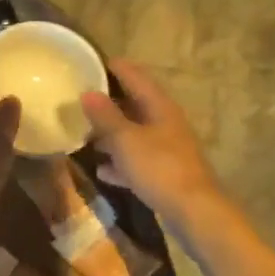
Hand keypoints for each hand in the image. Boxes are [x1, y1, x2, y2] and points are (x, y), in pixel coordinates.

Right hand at [79, 60, 220, 219]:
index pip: (135, 76)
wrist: (195, 212)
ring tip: (85, 132)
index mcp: (159, 106)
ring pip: (134, 132)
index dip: (113, 67)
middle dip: (108, 102)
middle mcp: (165, 122)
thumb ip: (105, 116)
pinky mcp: (165, 172)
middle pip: (134, 104)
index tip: (89, 62)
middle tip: (80, 98)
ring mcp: (167, 148)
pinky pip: (137, 160)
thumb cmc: (159, 168)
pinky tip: (102, 169)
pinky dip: (120, 161)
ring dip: (112, 133)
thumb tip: (88, 92)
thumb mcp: (126, 140)